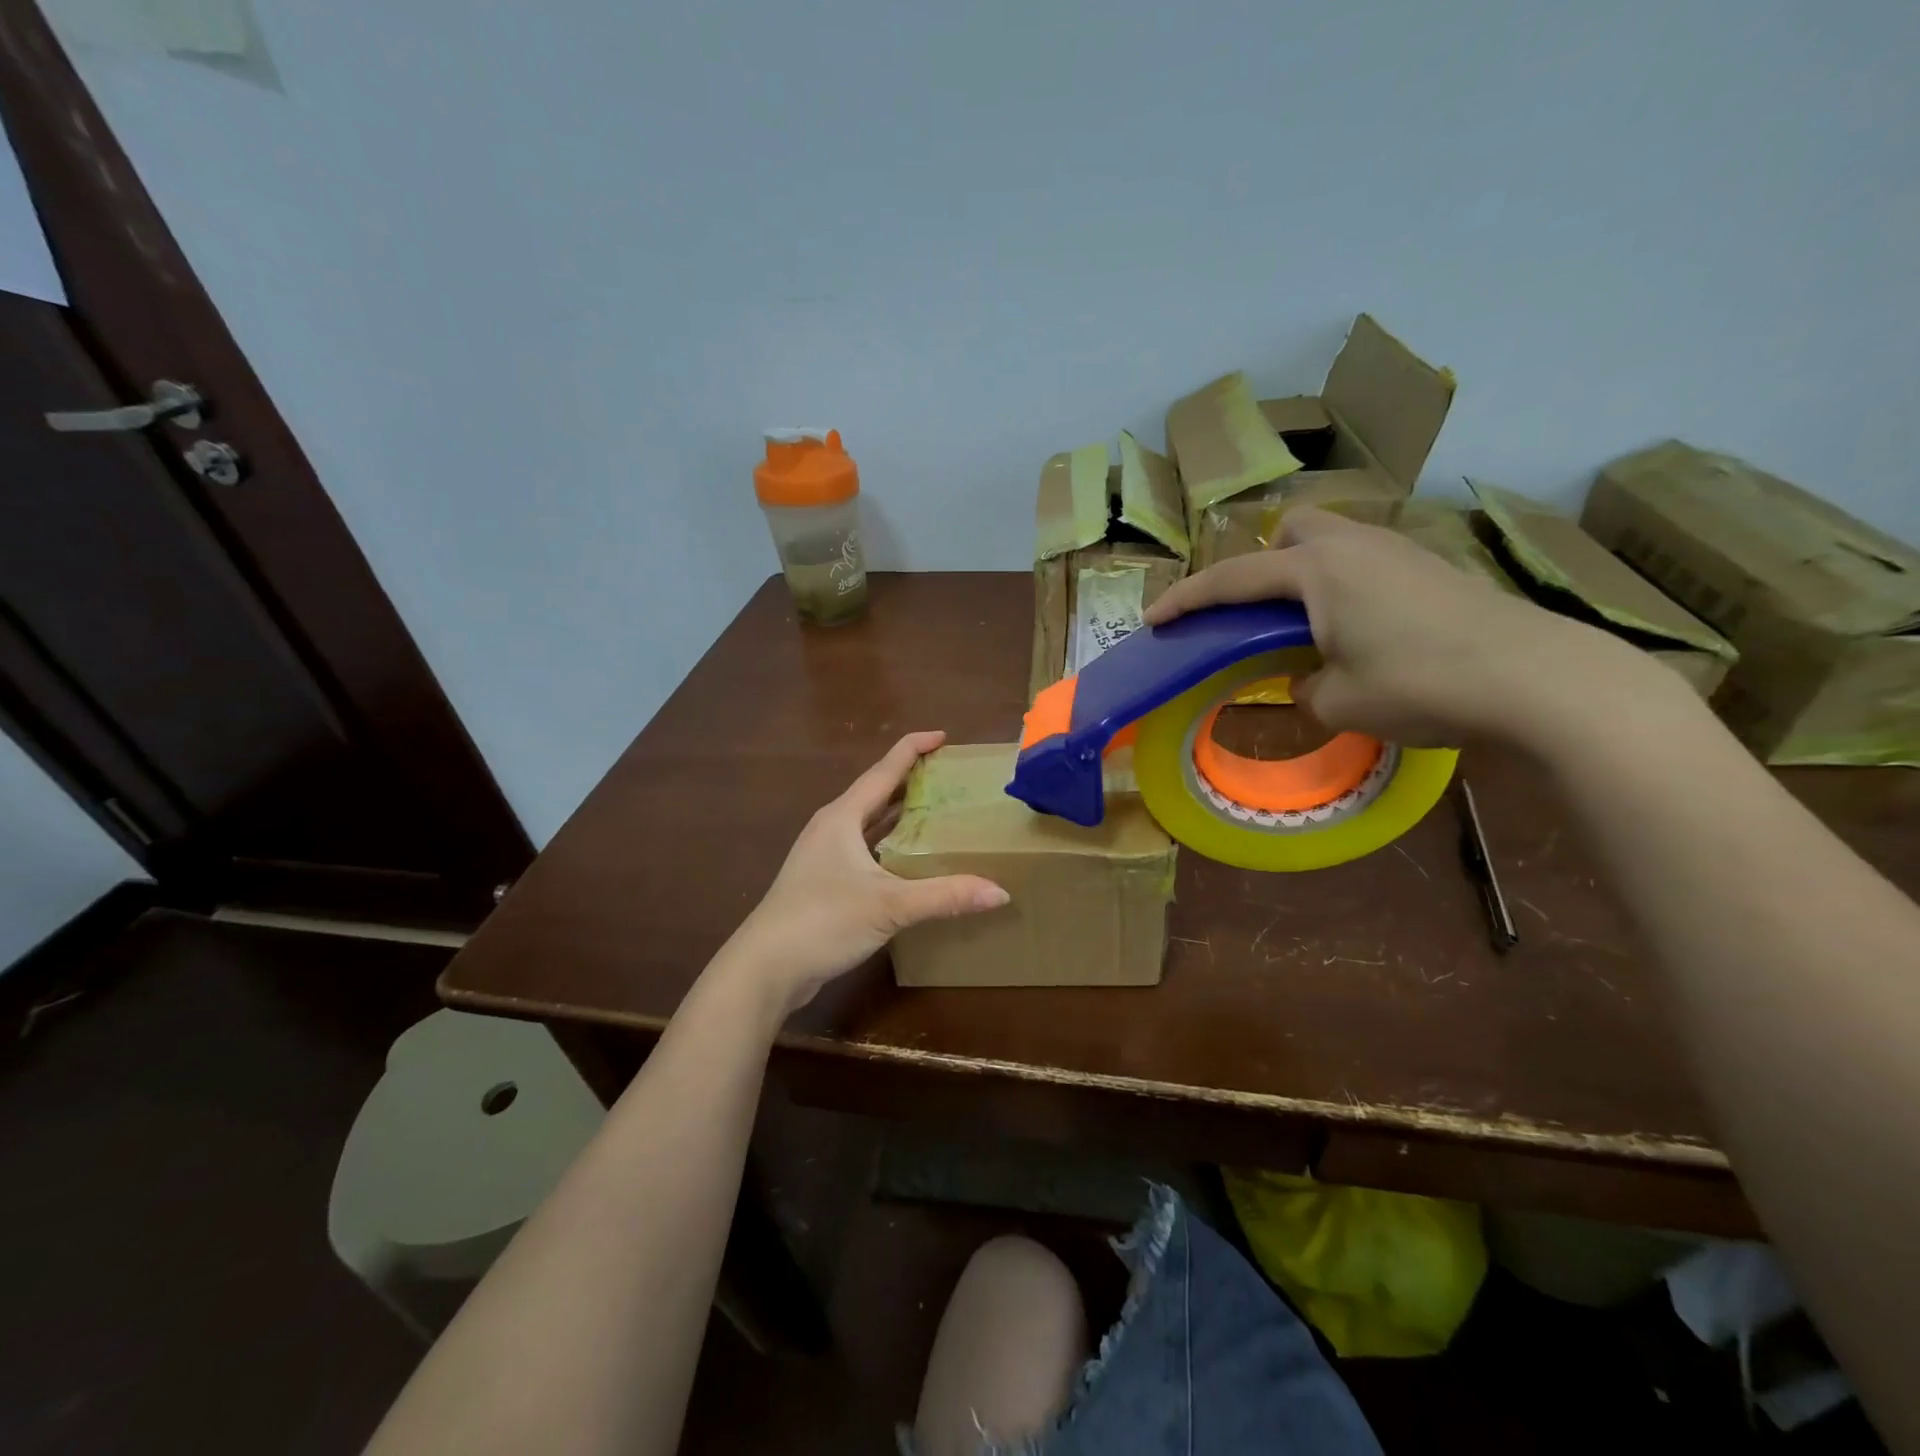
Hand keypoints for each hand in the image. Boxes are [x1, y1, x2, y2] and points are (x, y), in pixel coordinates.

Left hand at [720, 732, 1008, 1013]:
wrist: (765, 968)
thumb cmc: (823, 921)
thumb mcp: (890, 906)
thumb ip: (945, 896)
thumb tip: (1001, 892)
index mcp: (842, 817)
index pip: (884, 770)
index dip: (913, 749)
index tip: (944, 736)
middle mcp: (831, 828)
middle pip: (875, 792)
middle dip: (910, 780)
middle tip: (949, 775)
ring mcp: (823, 856)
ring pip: (868, 823)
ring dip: (898, 813)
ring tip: (936, 809)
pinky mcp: (823, 882)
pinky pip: (864, 849)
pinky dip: (889, 844)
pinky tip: (909, 858)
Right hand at [1143, 507, 1654, 746]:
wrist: (1538, 678)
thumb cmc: (1421, 685)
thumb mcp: (1339, 701)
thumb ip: (1305, 687)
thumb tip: (1311, 679)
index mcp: (1317, 572)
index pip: (1232, 580)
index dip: (1187, 599)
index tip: (1153, 618)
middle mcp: (1354, 547)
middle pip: (1292, 530)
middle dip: (1263, 562)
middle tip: (1259, 611)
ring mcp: (1400, 552)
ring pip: (1334, 543)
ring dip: (1306, 575)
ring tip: (1308, 627)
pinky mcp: (1432, 569)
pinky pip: (1367, 563)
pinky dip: (1344, 588)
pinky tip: (1362, 632)